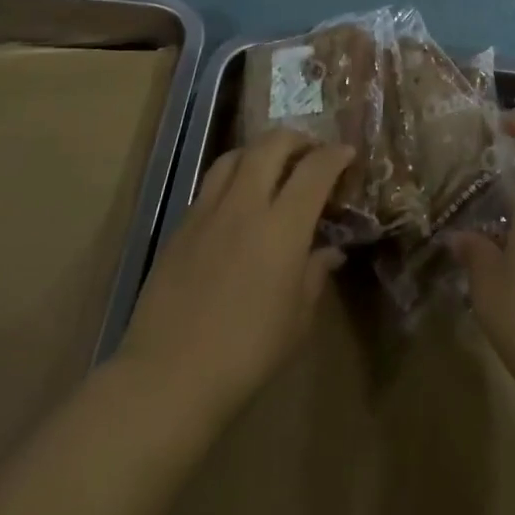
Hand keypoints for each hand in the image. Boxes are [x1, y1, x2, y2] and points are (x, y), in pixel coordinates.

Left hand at [117, 131, 354, 428]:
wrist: (168, 376)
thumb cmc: (246, 353)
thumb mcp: (297, 320)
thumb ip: (315, 275)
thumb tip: (329, 252)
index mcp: (282, 227)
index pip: (315, 170)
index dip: (335, 155)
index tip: (347, 153)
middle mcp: (245, 205)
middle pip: (271, 145)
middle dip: (297, 139)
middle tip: (311, 152)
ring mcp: (208, 211)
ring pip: (236, 155)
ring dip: (260, 151)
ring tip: (272, 166)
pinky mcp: (180, 226)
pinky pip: (211, 184)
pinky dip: (232, 178)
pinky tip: (237, 203)